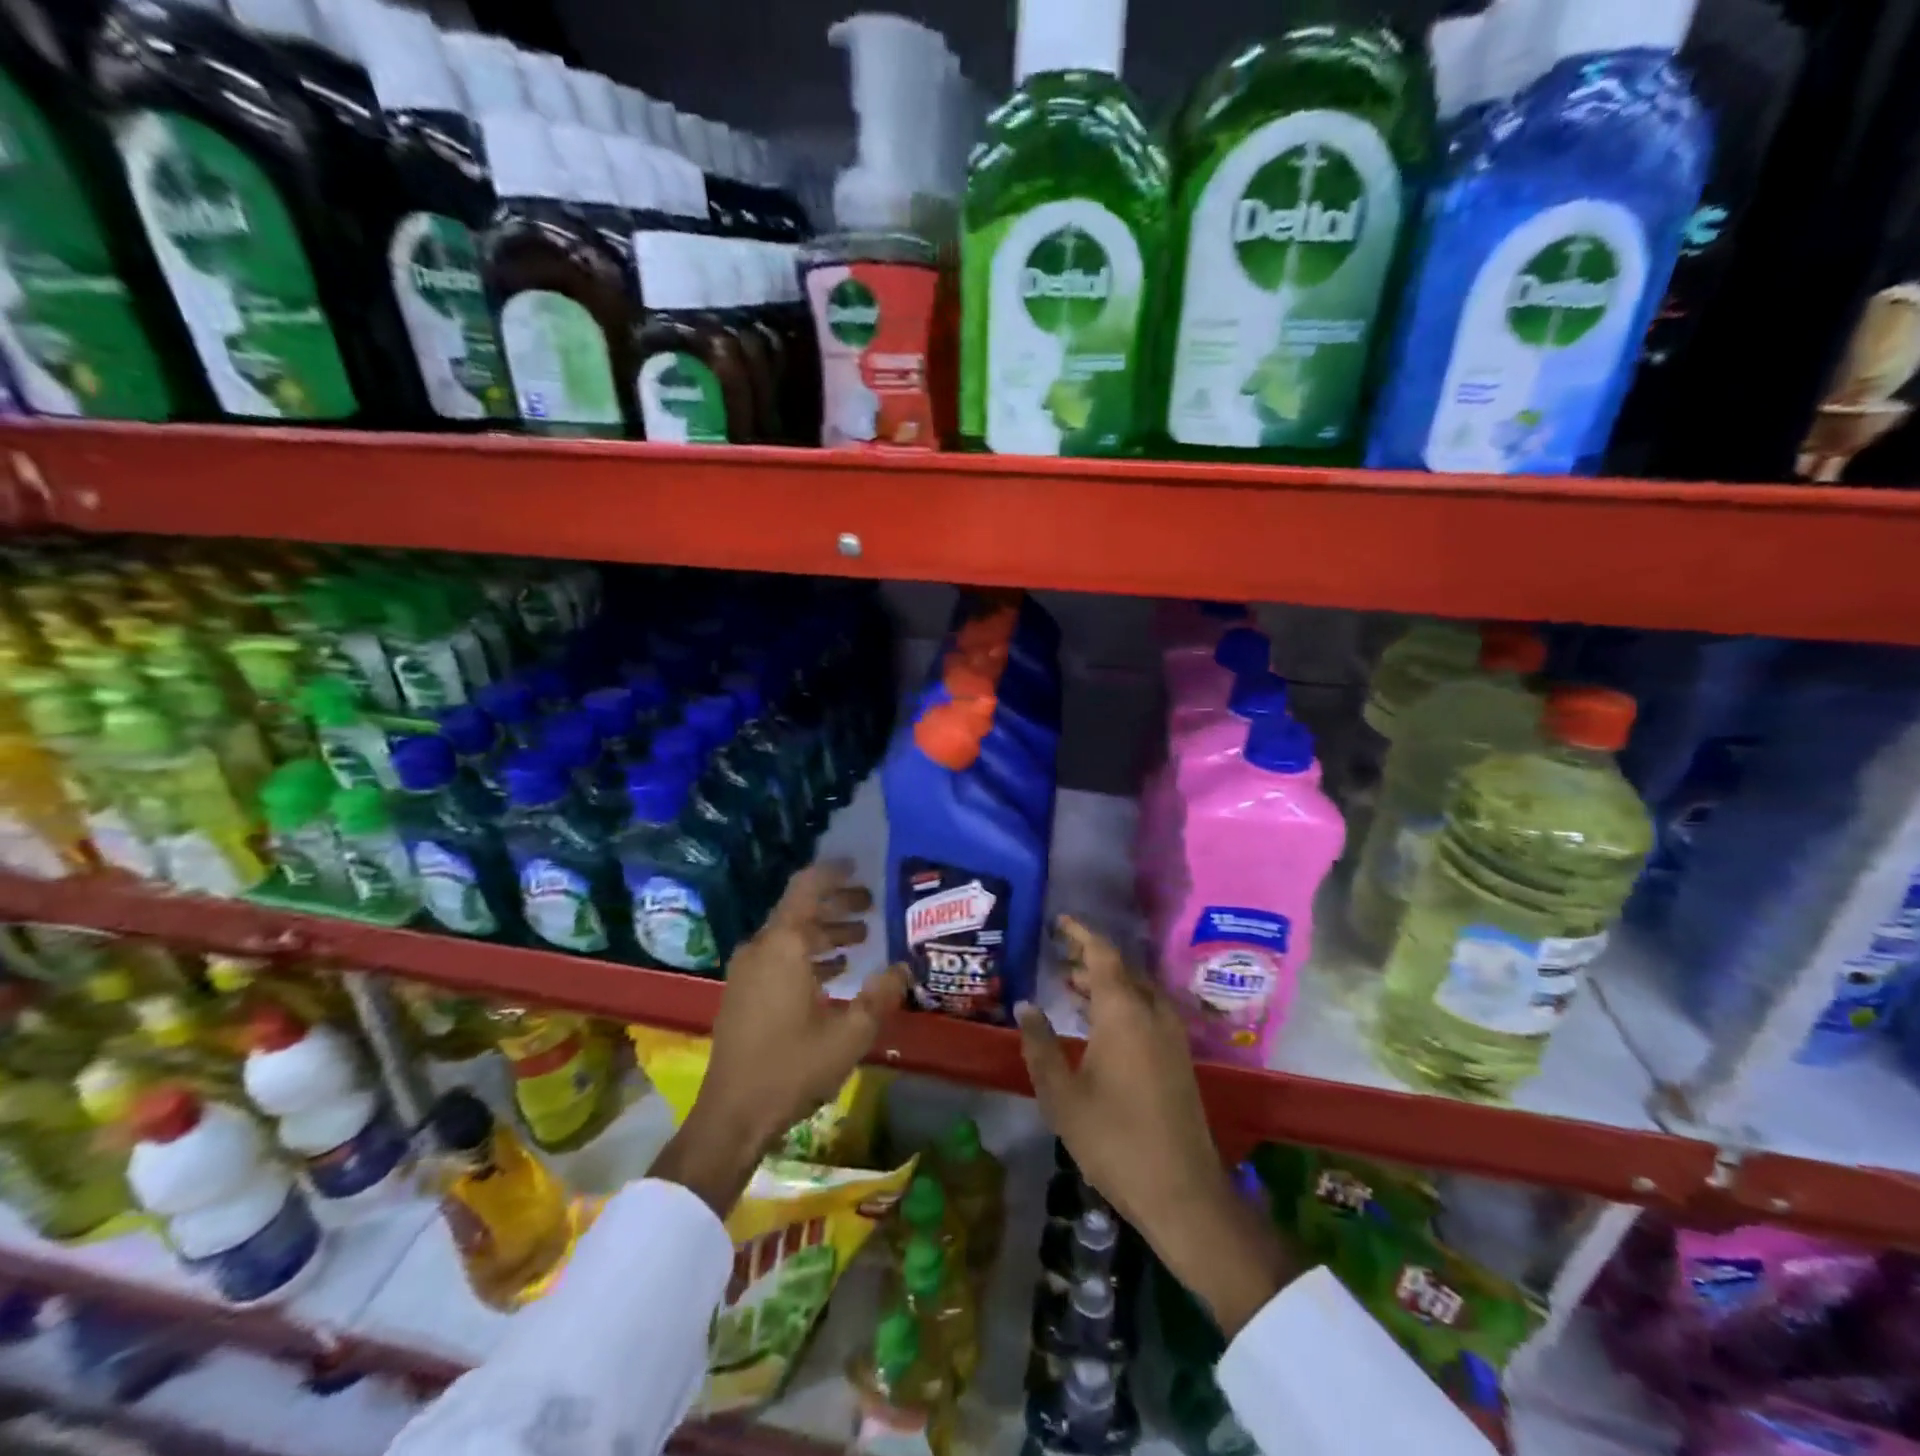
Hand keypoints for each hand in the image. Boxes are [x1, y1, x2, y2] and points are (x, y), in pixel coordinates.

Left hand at [651, 861, 908, 1215]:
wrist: (732, 1115)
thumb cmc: (793, 1068)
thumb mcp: (850, 1034)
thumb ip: (881, 996)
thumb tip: (904, 968)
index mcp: (784, 945)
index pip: (807, 888)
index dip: (833, 872)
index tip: (858, 865)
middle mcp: (761, 948)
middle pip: (800, 909)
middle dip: (837, 904)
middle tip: (871, 906)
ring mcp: (747, 971)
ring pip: (790, 935)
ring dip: (824, 932)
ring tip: (860, 939)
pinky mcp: (743, 992)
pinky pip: (779, 957)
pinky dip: (807, 955)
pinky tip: (834, 973)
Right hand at [1017, 916, 1294, 1337]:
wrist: (1182, 1192)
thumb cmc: (1114, 1140)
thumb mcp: (1062, 1094)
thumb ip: (1040, 1044)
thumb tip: (1025, 1004)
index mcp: (1124, 1011)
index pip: (1102, 954)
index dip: (1080, 934)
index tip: (1058, 922)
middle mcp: (1152, 1012)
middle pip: (1121, 968)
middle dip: (1089, 957)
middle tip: (1056, 954)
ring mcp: (1170, 1034)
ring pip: (1135, 989)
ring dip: (1104, 981)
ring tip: (1068, 983)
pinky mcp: (1178, 1056)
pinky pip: (1146, 1010)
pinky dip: (1119, 1002)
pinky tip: (1097, 1021)